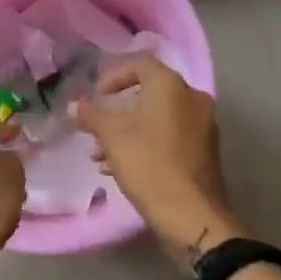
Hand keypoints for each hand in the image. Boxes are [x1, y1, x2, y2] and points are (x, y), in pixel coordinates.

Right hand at [76, 54, 243, 270]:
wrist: (191, 214)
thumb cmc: (148, 165)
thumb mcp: (112, 137)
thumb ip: (91, 116)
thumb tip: (75, 105)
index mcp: (172, 86)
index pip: (141, 65)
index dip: (114, 77)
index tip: (97, 96)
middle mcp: (193, 99)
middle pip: (149, 94)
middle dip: (118, 111)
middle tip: (96, 128)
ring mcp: (203, 126)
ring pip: (159, 119)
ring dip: (128, 131)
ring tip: (101, 155)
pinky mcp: (205, 151)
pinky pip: (171, 137)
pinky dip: (147, 144)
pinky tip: (122, 168)